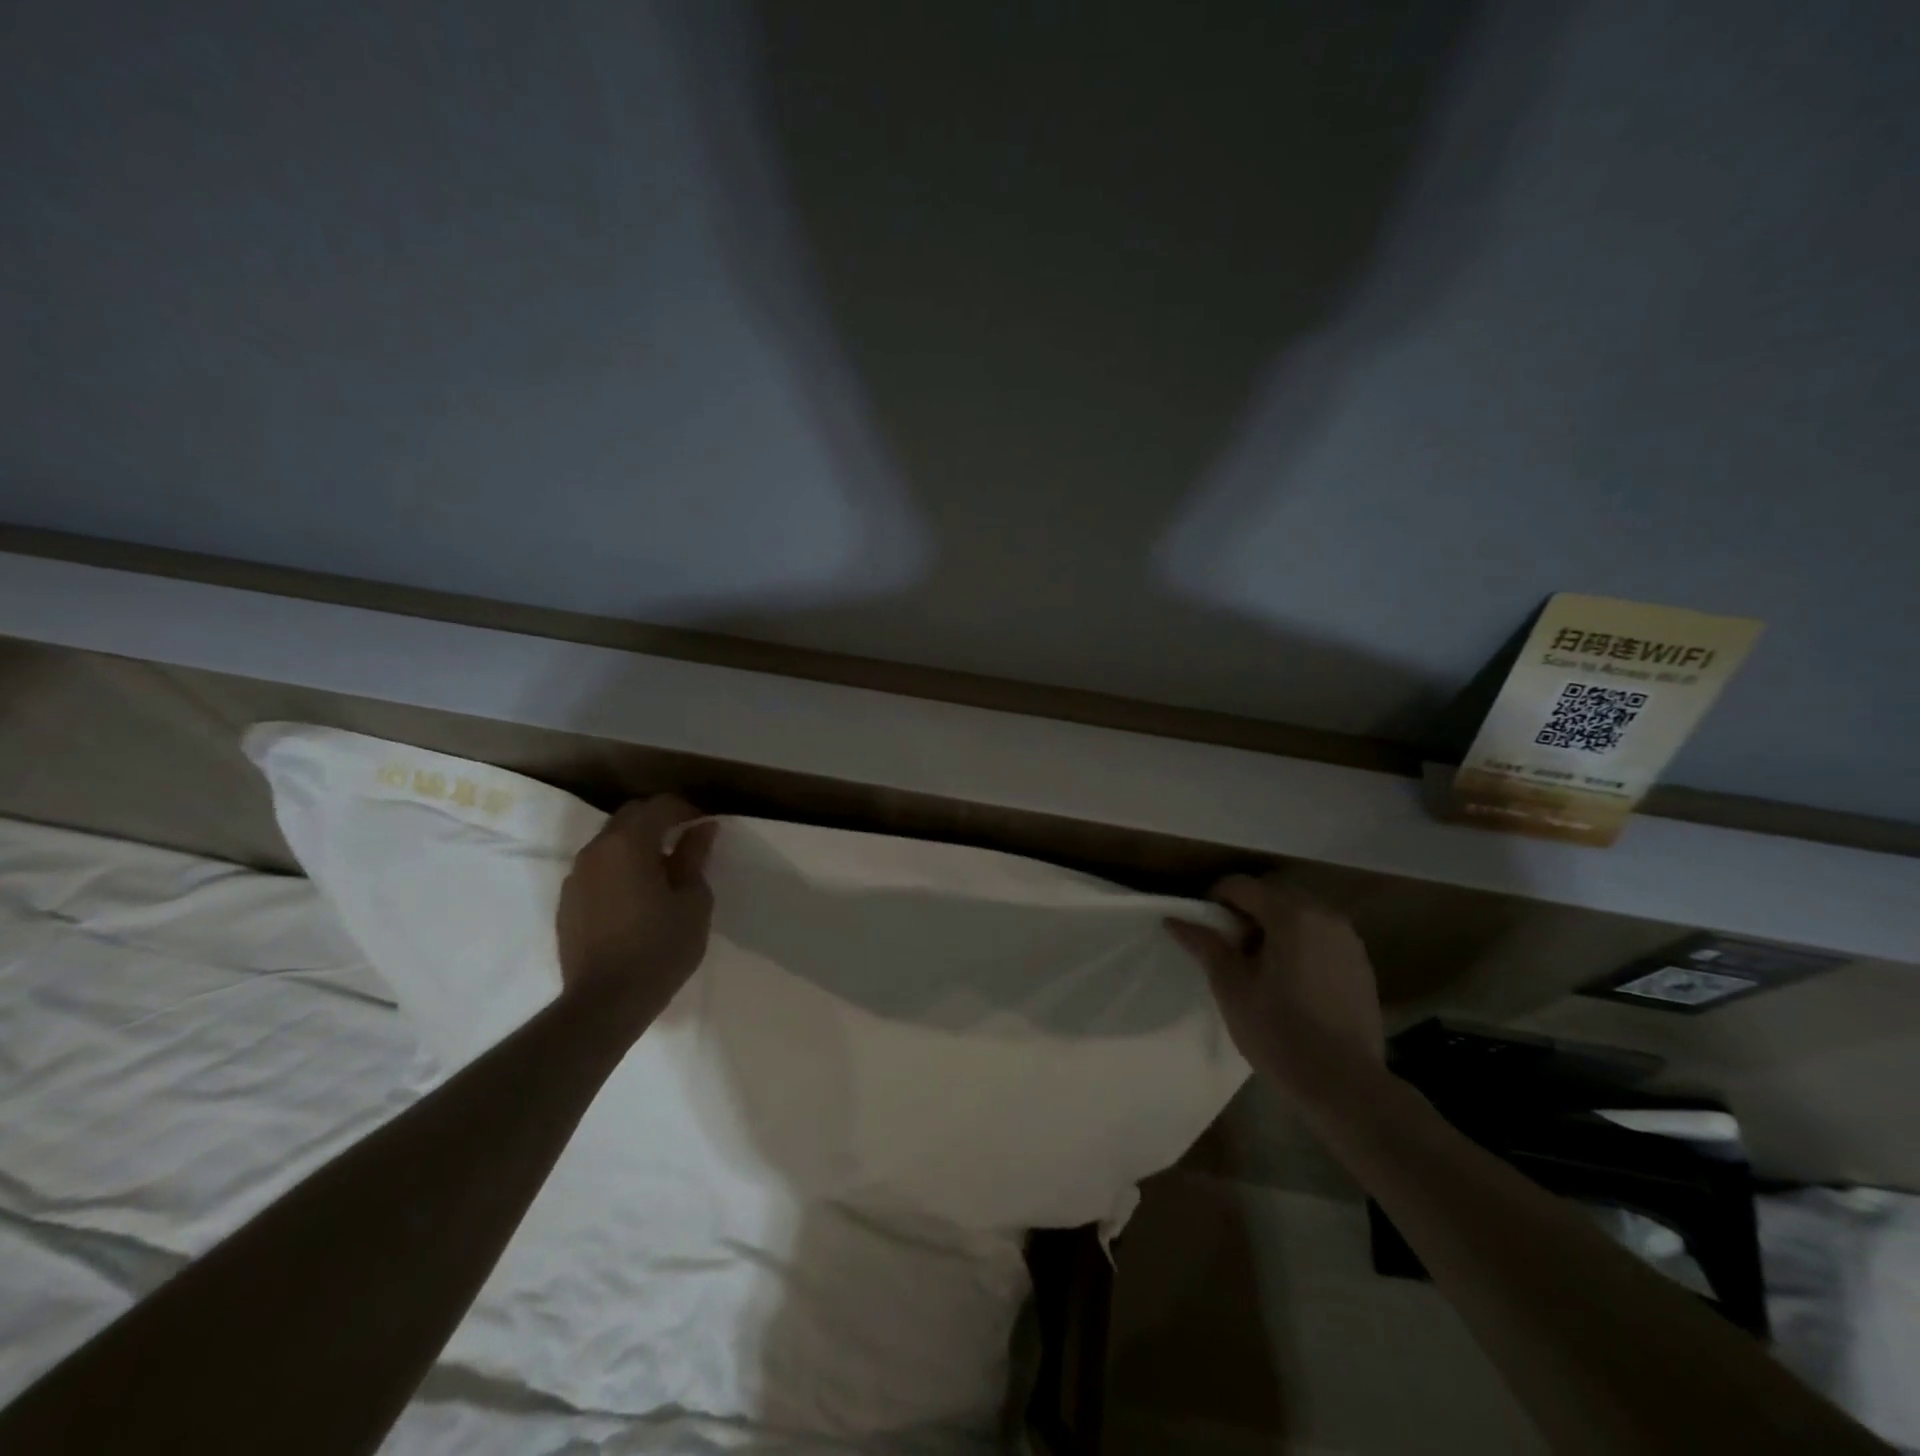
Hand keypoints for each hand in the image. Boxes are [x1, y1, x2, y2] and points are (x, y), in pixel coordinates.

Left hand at [556, 795, 717, 1041]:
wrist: (605, 1003)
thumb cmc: (660, 948)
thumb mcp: (693, 901)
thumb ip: (694, 857)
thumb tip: (702, 828)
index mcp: (629, 843)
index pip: (660, 806)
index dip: (687, 810)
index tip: (706, 826)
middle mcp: (596, 850)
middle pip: (630, 816)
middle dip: (659, 819)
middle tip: (686, 841)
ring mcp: (575, 876)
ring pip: (610, 841)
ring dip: (637, 843)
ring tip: (662, 869)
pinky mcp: (567, 901)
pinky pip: (597, 868)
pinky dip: (619, 866)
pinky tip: (636, 894)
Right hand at [1167, 874, 1384, 1113]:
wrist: (1345, 1085)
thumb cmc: (1279, 1031)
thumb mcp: (1231, 986)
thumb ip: (1205, 944)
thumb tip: (1175, 919)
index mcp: (1291, 914)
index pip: (1242, 886)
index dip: (1214, 898)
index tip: (1201, 926)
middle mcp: (1325, 914)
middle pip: (1272, 895)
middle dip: (1244, 911)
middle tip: (1225, 946)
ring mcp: (1348, 939)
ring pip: (1298, 914)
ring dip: (1272, 926)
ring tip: (1255, 964)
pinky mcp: (1360, 963)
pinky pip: (1319, 936)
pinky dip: (1297, 943)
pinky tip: (1288, 980)